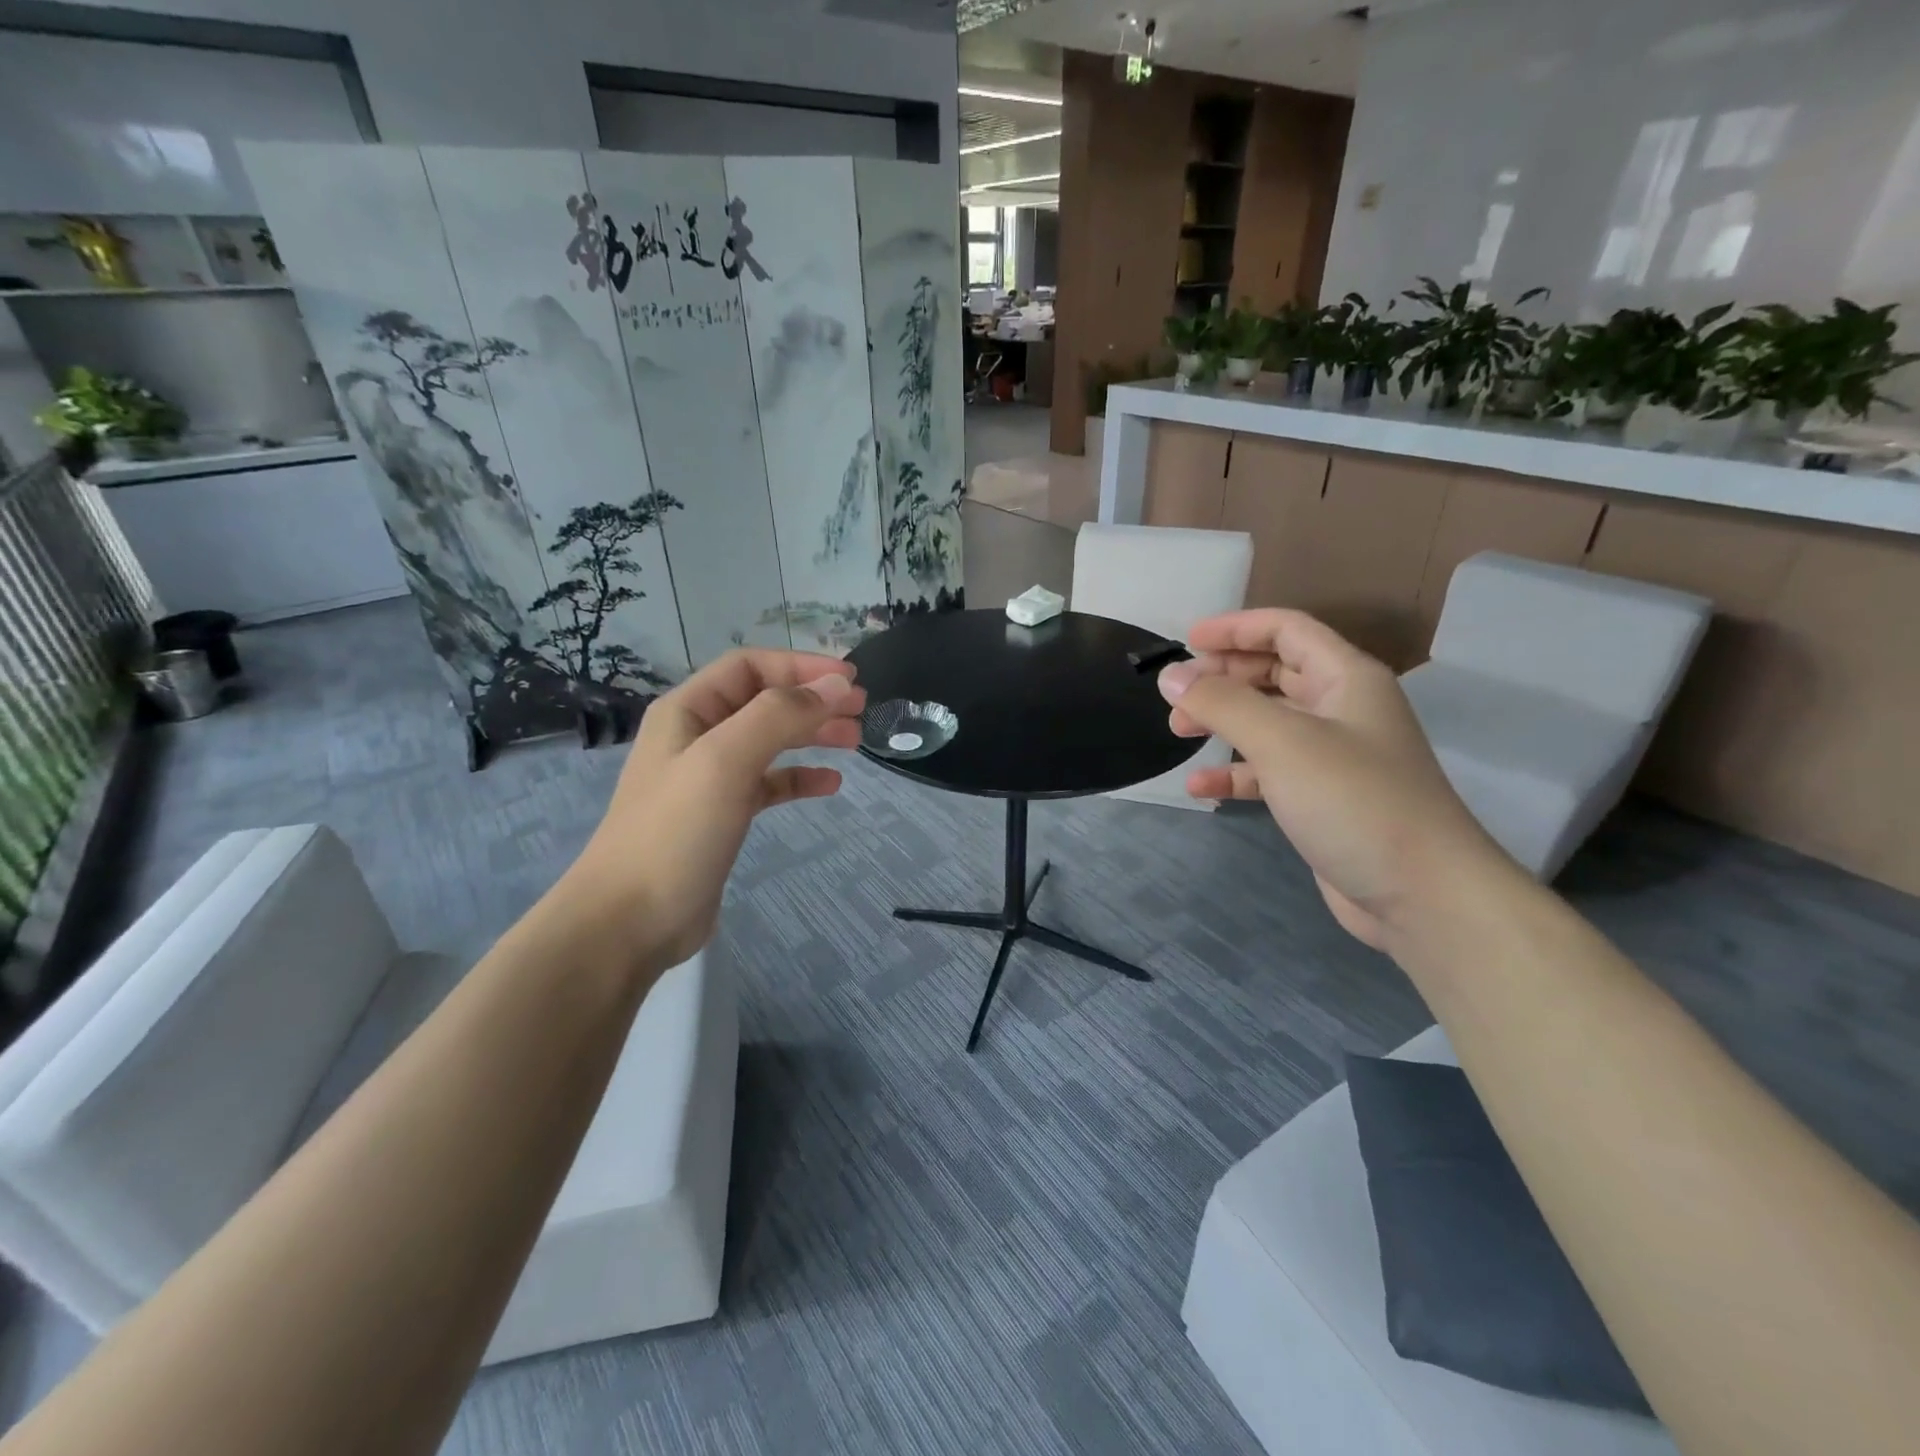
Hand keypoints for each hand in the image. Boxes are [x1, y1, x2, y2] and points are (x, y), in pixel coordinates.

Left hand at [563, 649, 866, 967]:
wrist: (630, 921)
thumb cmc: (675, 832)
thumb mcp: (726, 761)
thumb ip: (780, 716)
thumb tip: (835, 685)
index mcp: (688, 711)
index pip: (751, 666)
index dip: (802, 665)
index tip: (850, 680)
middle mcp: (698, 736)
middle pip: (765, 701)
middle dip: (813, 699)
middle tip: (862, 710)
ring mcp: (710, 778)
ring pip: (771, 741)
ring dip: (812, 734)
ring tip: (855, 740)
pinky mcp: (723, 815)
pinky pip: (769, 784)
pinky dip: (800, 778)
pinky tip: (831, 785)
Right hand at [1158, 610, 1514, 950]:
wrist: (1423, 896)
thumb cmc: (1354, 801)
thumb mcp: (1282, 741)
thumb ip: (1222, 703)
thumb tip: (1171, 677)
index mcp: (1346, 678)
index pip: (1286, 630)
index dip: (1236, 628)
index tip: (1187, 641)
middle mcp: (1342, 709)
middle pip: (1274, 672)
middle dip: (1223, 677)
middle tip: (1177, 694)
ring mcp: (1333, 756)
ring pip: (1267, 722)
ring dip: (1223, 722)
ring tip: (1179, 733)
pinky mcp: (1322, 799)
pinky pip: (1269, 771)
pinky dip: (1234, 773)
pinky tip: (1201, 787)